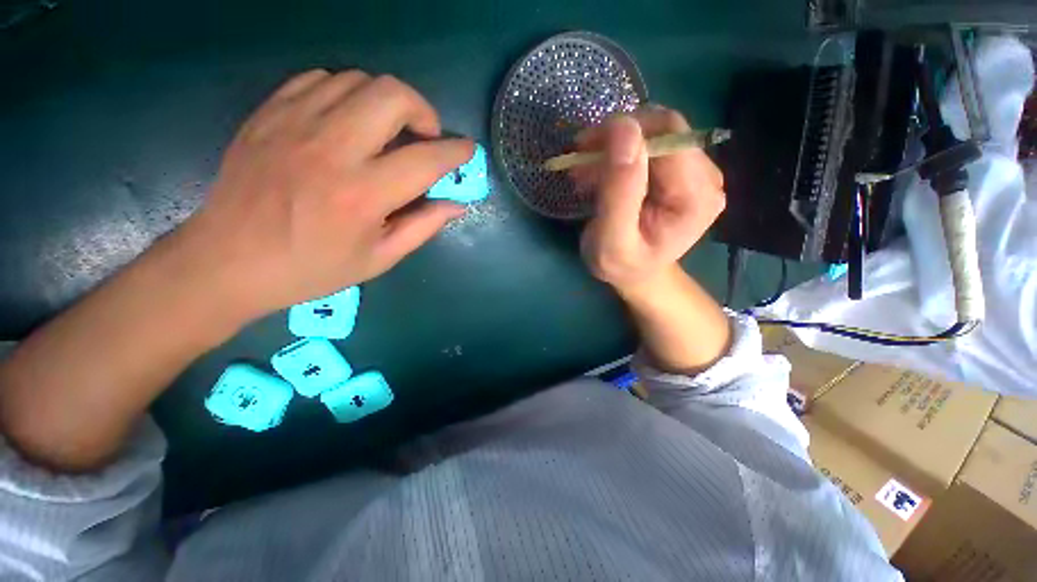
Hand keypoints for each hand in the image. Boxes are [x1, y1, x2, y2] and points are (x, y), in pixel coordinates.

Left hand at [181, 69, 473, 320]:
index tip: (467, 150)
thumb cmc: (312, 268)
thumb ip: (423, 227)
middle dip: (423, 110)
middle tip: (424, 136)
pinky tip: (348, 121)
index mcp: (363, 195)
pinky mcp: (269, 114)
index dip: (455, 152)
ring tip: (387, 131)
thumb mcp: (379, 259)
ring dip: (386, 102)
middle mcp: (332, 149)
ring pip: (357, 80)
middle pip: (392, 95)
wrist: (228, 260)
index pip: (425, 159)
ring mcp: (295, 124)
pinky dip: (347, 94)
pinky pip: (319, 80)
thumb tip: (456, 205)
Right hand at [572, 107, 724, 292]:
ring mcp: (699, 172)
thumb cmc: (621, 265)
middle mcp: (708, 178)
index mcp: (696, 197)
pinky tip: (601, 172)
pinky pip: (651, 145)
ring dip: (614, 146)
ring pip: (654, 133)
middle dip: (616, 140)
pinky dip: (620, 153)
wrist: (635, 273)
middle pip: (663, 131)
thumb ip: (619, 190)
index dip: (625, 136)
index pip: (667, 140)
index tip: (584, 150)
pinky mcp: (684, 171)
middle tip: (580, 161)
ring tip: (586, 171)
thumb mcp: (611, 239)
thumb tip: (624, 127)